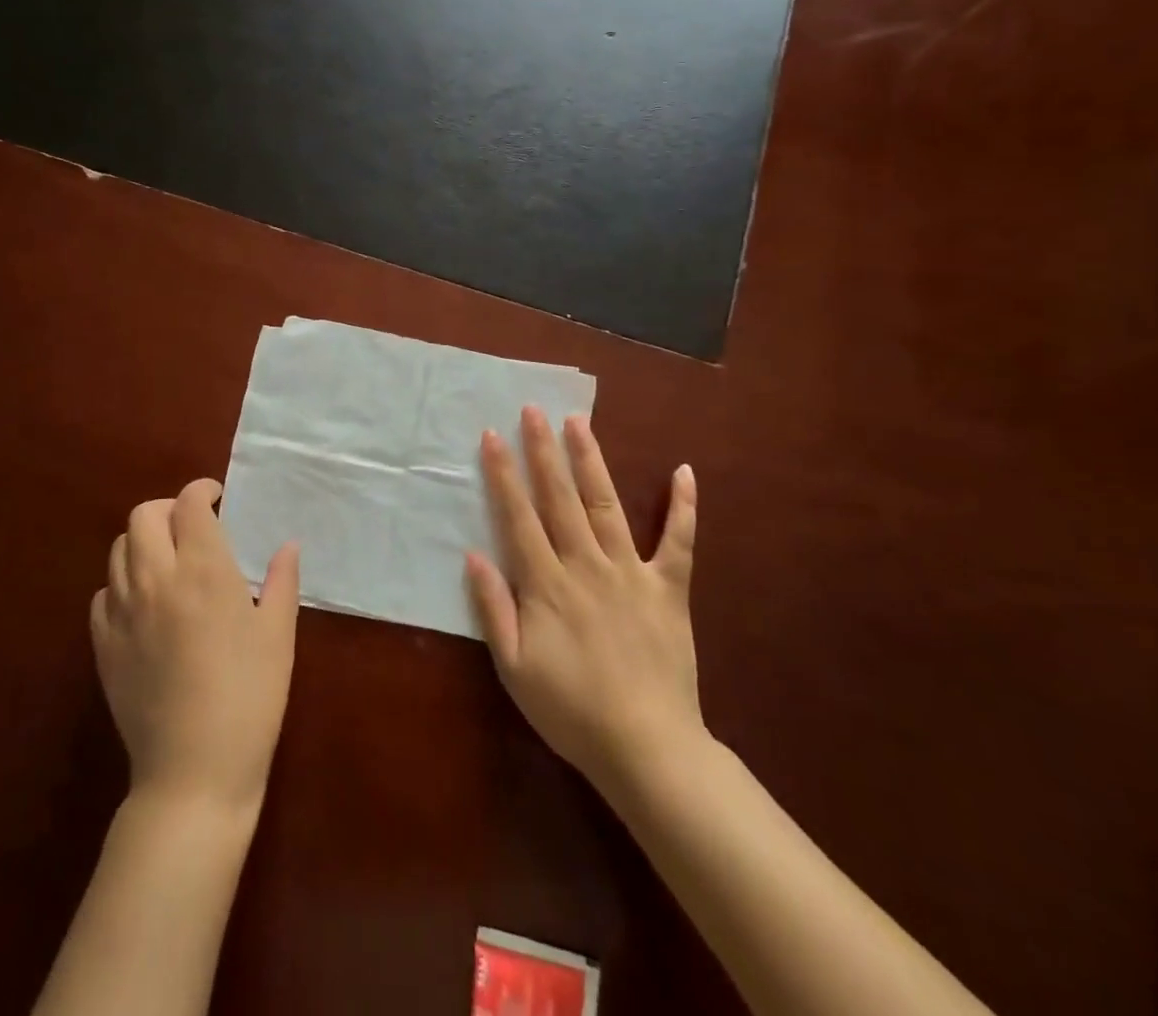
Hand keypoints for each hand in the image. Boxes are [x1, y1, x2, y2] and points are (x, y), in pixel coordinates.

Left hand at [91, 479, 299, 814]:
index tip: (218, 498)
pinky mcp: (103, 645)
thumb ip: (282, 581)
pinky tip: (144, 604)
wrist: (193, 772)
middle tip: (193, 527)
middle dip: (168, 509)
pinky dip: (122, 583)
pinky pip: (103, 593)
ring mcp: (123, 612)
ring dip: (143, 542)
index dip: (202, 490)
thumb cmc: (249, 697)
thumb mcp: (278, 635)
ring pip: (118, 549)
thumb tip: (287, 545)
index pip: (190, 504)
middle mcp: (156, 579)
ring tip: (168, 562)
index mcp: (204, 570)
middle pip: (144, 516)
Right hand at [466, 407, 706, 795]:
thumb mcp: (514, 668)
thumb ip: (493, 608)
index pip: (519, 517)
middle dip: (543, 452)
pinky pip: (679, 542)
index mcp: (547, 585)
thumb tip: (473, 554)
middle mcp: (587, 565)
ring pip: (607, 506)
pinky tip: (684, 470)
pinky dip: (683, 507)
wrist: (647, 748)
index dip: (504, 475)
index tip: (492, 436)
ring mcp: (632, 573)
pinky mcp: (669, 589)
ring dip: (591, 461)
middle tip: (533, 410)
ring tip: (579, 423)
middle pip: (560, 499)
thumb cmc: (570, 710)